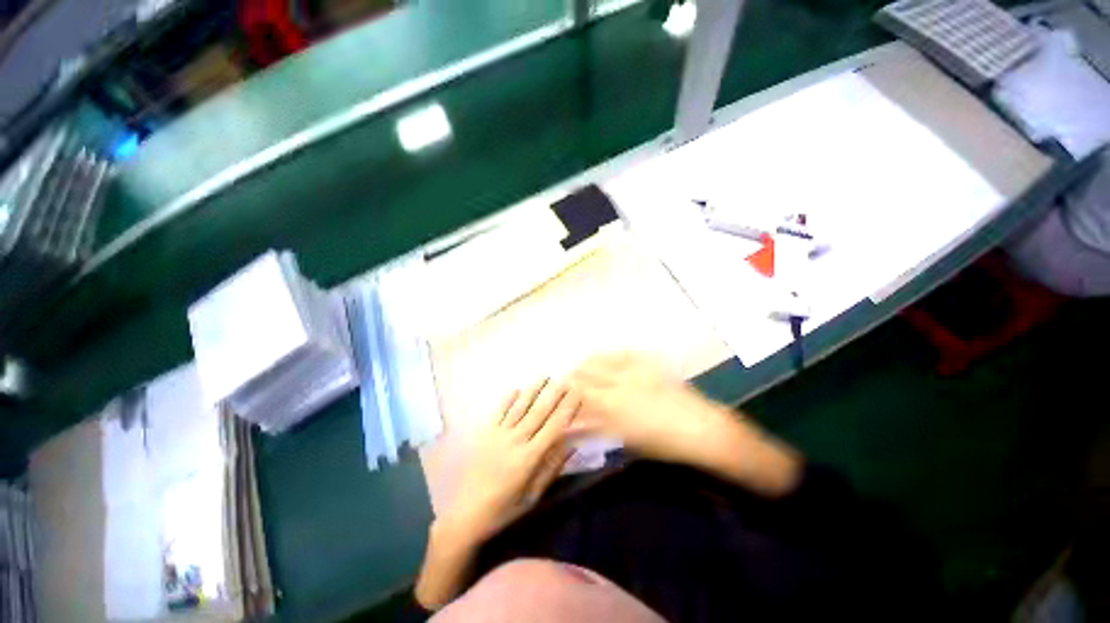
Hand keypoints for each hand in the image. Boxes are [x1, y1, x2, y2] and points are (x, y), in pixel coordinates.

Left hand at [416, 380, 578, 608]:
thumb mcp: (533, 495)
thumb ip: (551, 468)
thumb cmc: (504, 508)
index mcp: (529, 457)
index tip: (576, 394)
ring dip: (533, 390)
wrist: (466, 513)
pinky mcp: (485, 433)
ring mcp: (499, 434)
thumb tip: (570, 445)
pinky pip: (498, 411)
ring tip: (544, 376)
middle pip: (539, 412)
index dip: (567, 408)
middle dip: (554, 394)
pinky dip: (508, 399)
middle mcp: (516, 440)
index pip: (554, 427)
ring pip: (520, 407)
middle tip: (565, 379)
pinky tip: (516, 388)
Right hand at [569, 352, 731, 464]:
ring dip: (588, 362)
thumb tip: (572, 422)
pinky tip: (607, 358)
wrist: (701, 428)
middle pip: (586, 371)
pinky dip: (610, 355)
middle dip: (573, 375)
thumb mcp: (625, 438)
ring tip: (584, 368)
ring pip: (601, 357)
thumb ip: (596, 426)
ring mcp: (635, 368)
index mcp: (612, 404)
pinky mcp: (649, 362)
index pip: (579, 390)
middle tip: (569, 381)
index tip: (561, 391)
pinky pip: (623, 352)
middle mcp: (619, 381)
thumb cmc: (662, 442)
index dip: (567, 389)